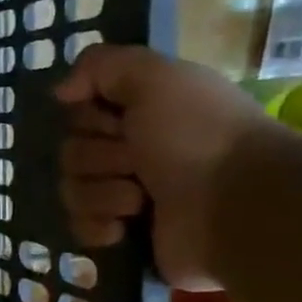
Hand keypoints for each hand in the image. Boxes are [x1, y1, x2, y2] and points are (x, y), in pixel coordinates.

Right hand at [52, 45, 275, 287]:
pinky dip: (98, 226)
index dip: (90, 119)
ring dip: (103, 193)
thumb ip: (101, 65)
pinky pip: (79, 227)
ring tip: (141, 200)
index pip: (78, 114)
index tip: (120, 121)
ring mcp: (127, 196)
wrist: (240, 208)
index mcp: (141, 114)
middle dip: (100, 159)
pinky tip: (125, 228)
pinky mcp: (124, 235)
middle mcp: (133, 151)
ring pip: (72, 190)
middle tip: (139, 163)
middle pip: (70, 152)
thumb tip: (60, 92)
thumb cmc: (200, 136)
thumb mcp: (156, 78)